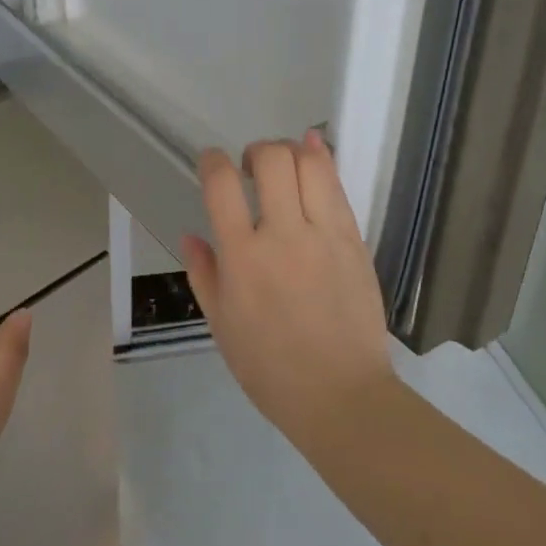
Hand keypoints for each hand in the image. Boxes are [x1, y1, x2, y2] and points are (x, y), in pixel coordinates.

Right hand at [179, 130, 396, 446]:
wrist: (340, 394)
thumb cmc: (270, 368)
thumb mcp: (222, 325)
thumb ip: (204, 275)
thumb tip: (191, 237)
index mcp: (242, 257)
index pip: (222, 185)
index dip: (213, 161)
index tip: (212, 161)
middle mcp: (283, 235)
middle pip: (271, 161)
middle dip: (256, 151)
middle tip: (251, 167)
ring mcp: (324, 235)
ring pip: (311, 164)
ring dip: (291, 150)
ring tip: (284, 163)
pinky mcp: (354, 241)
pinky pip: (337, 188)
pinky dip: (323, 161)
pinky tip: (314, 153)